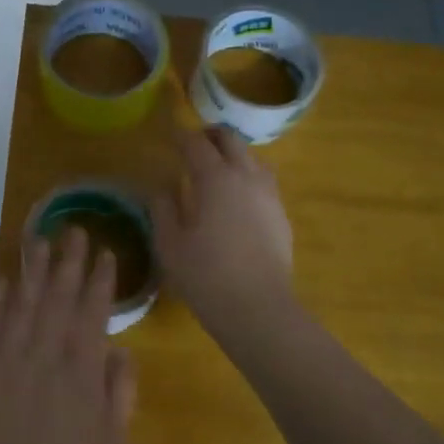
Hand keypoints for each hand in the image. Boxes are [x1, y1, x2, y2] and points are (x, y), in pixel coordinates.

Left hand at [0, 228, 136, 443]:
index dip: (100, 281)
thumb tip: (118, 350)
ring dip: (33, 271)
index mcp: (81, 375)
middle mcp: (43, 360)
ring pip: (22, 307)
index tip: (106, 252)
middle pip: (57, 299)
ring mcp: (5, 367)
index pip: (92, 313)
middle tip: (75, 230)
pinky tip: (3, 283)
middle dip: (68, 262)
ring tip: (40, 240)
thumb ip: (120, 392)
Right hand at [153, 128, 293, 333]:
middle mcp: (247, 177)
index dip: (180, 136)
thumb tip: (162, 188)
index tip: (169, 136)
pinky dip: (248, 177)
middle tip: (193, 143)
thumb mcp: (170, 244)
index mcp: (216, 179)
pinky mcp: (281, 216)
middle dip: (210, 135)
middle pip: (231, 140)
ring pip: (253, 158)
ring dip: (233, 154)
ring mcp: (269, 195)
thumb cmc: (205, 276)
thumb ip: (163, 209)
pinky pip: (264, 182)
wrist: (257, 308)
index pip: (196, 144)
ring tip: (217, 168)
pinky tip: (237, 198)